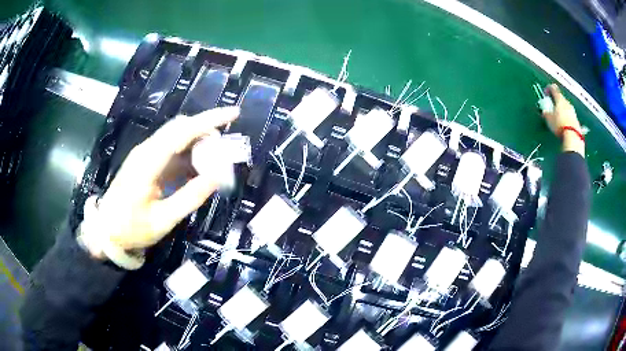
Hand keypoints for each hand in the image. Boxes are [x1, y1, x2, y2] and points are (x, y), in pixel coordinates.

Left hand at [79, 107, 238, 259]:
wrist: (106, 232)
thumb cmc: (131, 228)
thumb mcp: (163, 220)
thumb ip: (190, 198)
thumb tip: (217, 177)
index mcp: (149, 161)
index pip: (183, 131)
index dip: (209, 120)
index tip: (234, 113)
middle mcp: (147, 150)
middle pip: (180, 128)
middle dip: (206, 131)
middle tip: (225, 150)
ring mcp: (145, 155)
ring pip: (176, 137)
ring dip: (197, 144)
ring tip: (214, 163)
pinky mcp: (145, 162)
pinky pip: (171, 151)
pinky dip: (187, 156)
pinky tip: (196, 171)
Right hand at [542, 84, 584, 156]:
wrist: (572, 137)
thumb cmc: (559, 125)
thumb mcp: (549, 119)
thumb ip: (546, 113)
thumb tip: (544, 111)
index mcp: (559, 99)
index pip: (553, 88)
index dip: (548, 89)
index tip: (545, 93)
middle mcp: (566, 102)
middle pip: (560, 98)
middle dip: (556, 101)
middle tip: (552, 106)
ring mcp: (572, 111)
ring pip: (565, 106)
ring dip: (562, 109)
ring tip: (558, 116)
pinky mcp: (576, 120)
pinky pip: (569, 115)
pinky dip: (566, 116)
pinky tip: (564, 123)